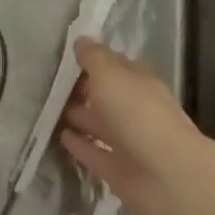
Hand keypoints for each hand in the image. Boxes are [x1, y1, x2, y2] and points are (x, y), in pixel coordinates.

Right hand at [59, 38, 202, 214]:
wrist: (167, 174)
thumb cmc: (137, 113)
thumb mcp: (111, 75)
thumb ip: (94, 58)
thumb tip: (81, 40)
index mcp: (138, 82)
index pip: (114, 65)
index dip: (92, 60)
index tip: (65, 57)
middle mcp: (135, 108)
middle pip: (105, 95)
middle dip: (82, 89)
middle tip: (48, 84)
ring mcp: (128, 141)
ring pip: (98, 123)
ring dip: (77, 116)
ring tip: (47, 109)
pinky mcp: (118, 169)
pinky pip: (94, 152)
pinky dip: (79, 144)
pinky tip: (59, 137)